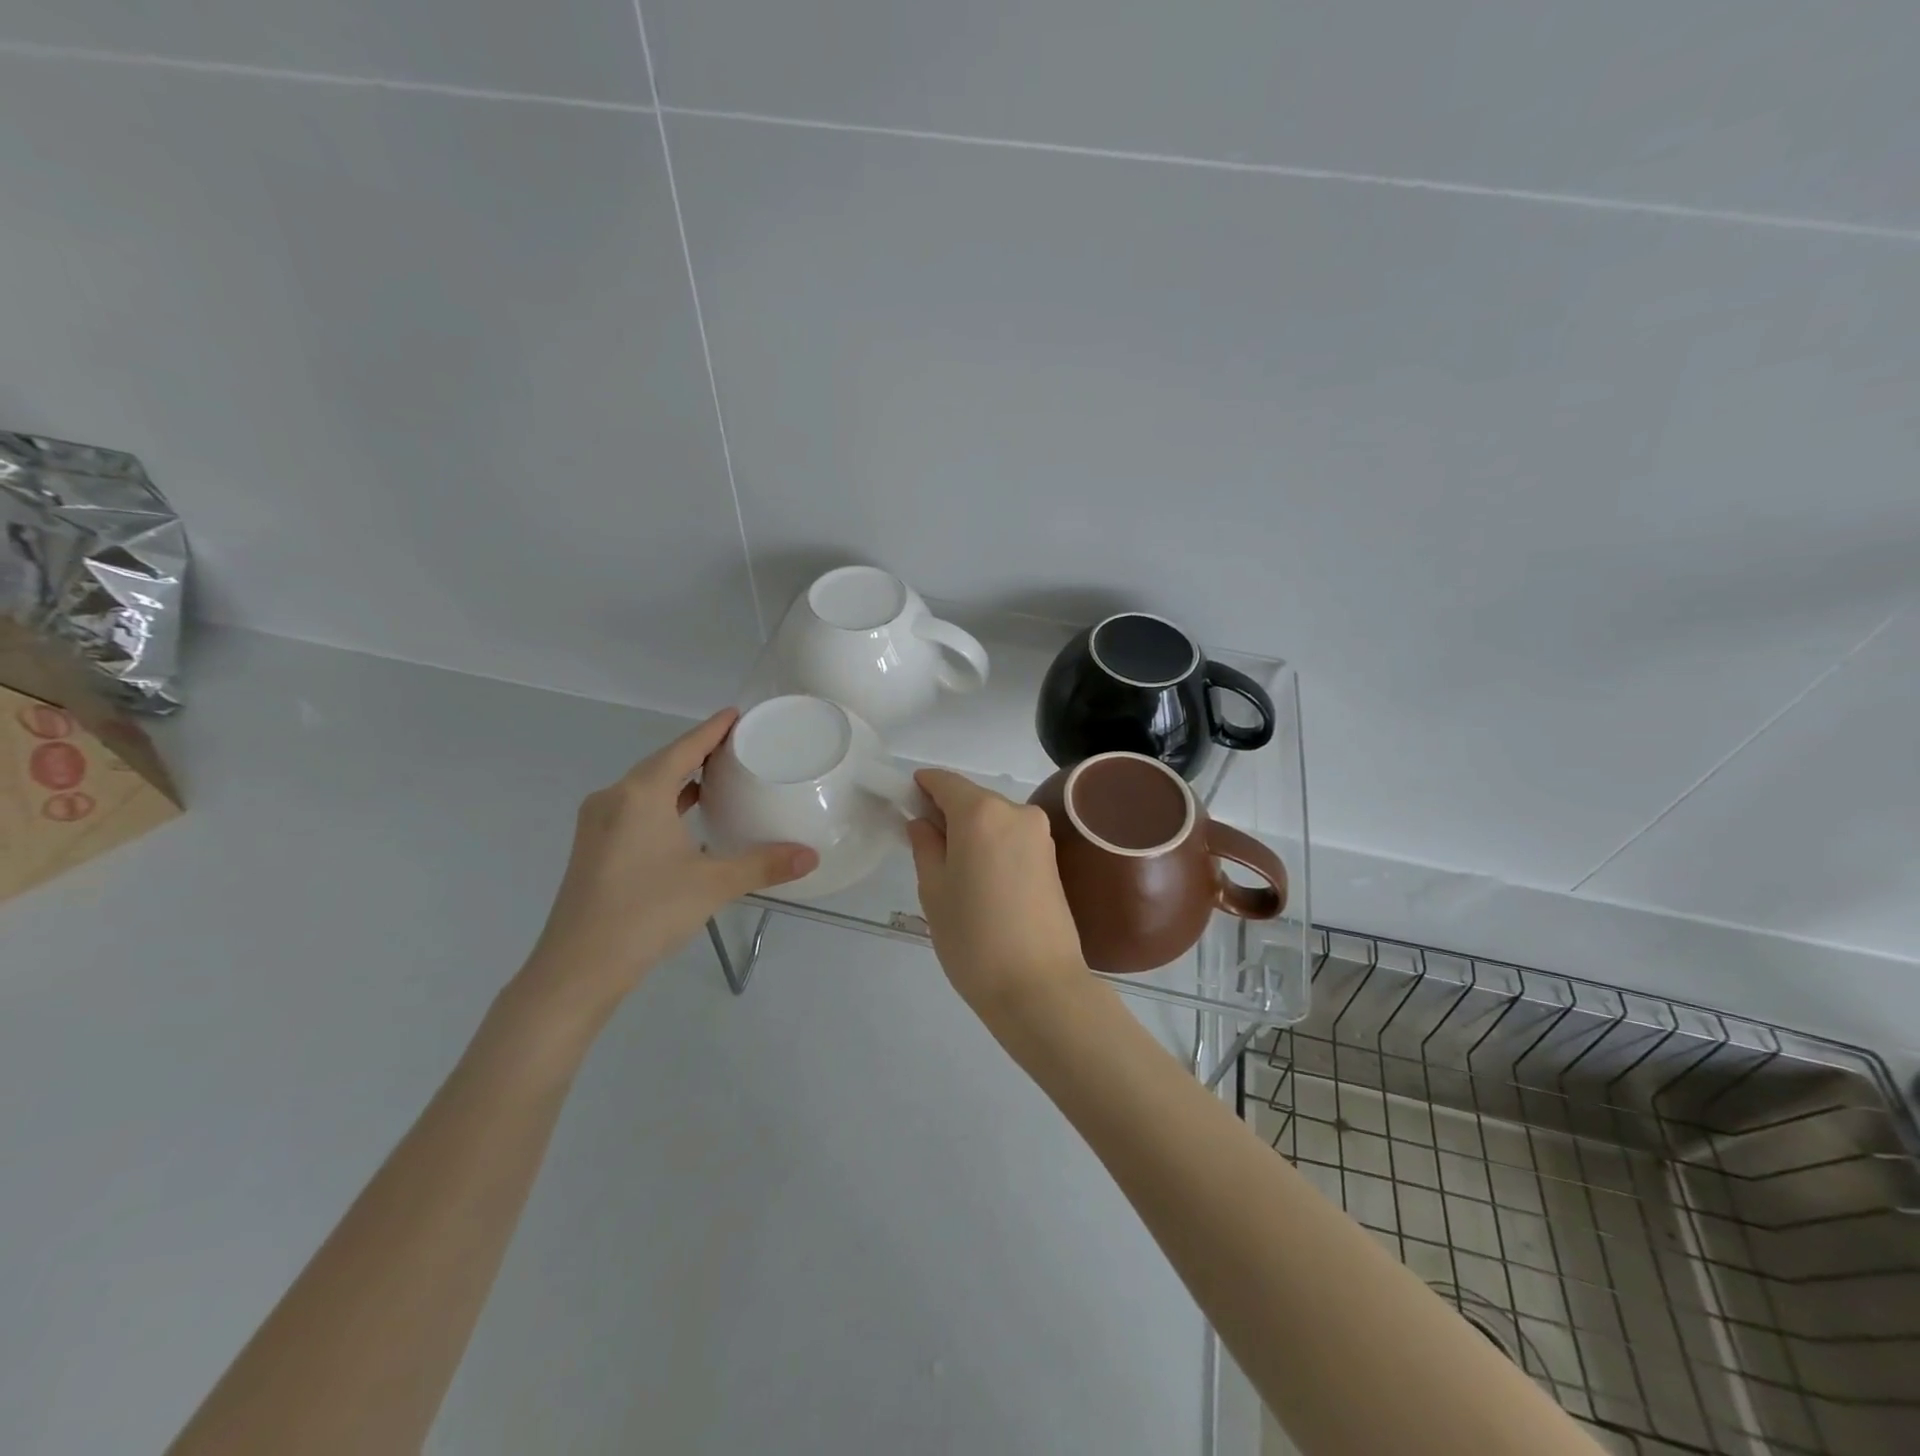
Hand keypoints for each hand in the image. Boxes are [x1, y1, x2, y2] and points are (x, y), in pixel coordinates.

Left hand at [518, 710, 816, 1025]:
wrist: (577, 969)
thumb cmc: (646, 913)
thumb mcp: (712, 885)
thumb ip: (763, 865)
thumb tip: (811, 856)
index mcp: (640, 794)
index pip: (684, 748)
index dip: (712, 729)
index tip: (737, 715)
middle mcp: (614, 799)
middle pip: (663, 762)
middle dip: (698, 751)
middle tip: (738, 747)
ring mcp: (598, 824)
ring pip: (646, 787)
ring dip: (680, 779)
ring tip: (718, 777)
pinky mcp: (594, 847)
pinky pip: (634, 808)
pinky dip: (663, 803)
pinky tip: (685, 818)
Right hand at [906, 770, 1089, 1025]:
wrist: (1039, 987)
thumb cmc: (973, 938)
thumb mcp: (934, 891)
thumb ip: (925, 846)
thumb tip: (922, 823)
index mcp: (981, 813)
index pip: (945, 782)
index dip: (922, 787)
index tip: (905, 803)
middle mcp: (1016, 812)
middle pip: (972, 799)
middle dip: (947, 814)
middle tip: (926, 848)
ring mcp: (1040, 835)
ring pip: (994, 819)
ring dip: (972, 832)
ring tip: (955, 874)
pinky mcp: (1053, 859)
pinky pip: (1012, 838)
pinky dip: (992, 846)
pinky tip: (982, 881)